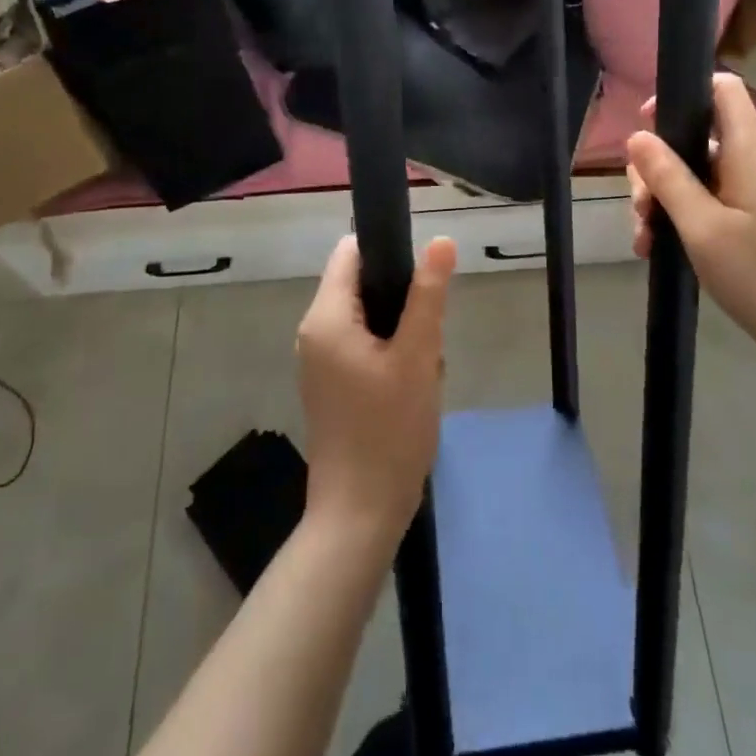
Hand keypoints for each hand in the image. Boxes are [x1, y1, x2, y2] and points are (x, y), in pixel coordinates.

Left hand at [296, 235, 456, 553]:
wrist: (361, 514)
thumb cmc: (389, 429)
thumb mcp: (417, 355)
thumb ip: (428, 294)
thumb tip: (440, 240)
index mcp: (325, 317)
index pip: (351, 252)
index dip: (389, 252)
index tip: (423, 280)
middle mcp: (314, 332)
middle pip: (363, 285)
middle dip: (403, 302)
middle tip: (428, 337)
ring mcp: (320, 361)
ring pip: (370, 318)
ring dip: (403, 333)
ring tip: (423, 368)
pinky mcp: (332, 385)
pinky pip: (364, 347)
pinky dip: (392, 355)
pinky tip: (412, 387)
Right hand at [626, 73, 755, 385]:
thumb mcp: (703, 227)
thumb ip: (668, 178)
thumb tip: (637, 135)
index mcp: (746, 152)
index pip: (723, 90)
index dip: (684, 93)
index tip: (648, 125)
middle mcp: (747, 166)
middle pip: (694, 138)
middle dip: (656, 165)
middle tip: (640, 204)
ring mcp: (745, 198)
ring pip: (690, 177)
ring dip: (659, 200)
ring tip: (644, 239)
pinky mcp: (744, 227)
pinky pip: (699, 207)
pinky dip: (674, 221)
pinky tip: (654, 251)